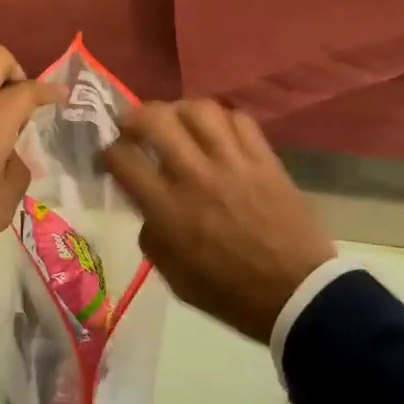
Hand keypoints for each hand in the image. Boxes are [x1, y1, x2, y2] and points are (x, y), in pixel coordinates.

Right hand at [100, 100, 335, 345]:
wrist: (296, 294)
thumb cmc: (229, 293)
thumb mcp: (173, 277)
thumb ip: (153, 236)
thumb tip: (149, 208)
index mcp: (167, 210)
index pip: (123, 159)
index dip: (107, 152)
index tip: (109, 157)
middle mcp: (195, 176)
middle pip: (155, 119)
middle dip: (134, 117)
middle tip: (134, 127)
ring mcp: (233, 163)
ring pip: (198, 109)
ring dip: (179, 110)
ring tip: (177, 122)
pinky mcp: (265, 159)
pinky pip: (239, 119)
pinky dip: (222, 119)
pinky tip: (217, 133)